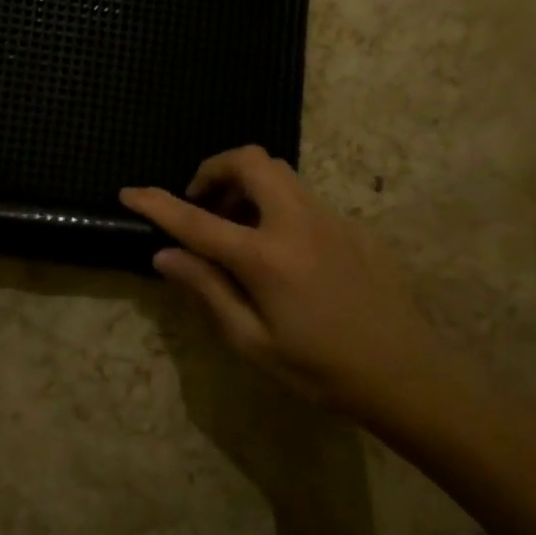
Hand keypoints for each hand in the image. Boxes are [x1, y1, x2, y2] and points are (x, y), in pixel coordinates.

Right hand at [121, 147, 451, 417]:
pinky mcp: (352, 226)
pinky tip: (281, 252)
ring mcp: (329, 218)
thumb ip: (207, 289)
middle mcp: (296, 222)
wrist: (406, 374)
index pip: (196, 219)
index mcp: (265, 256)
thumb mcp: (252, 341)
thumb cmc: (320, 369)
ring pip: (280, 172)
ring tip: (236, 228)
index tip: (129, 192)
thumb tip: (165, 255)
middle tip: (201, 205)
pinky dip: (276, 206)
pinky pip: (303, 198)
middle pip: (250, 161)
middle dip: (214, 170)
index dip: (157, 203)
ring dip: (246, 184)